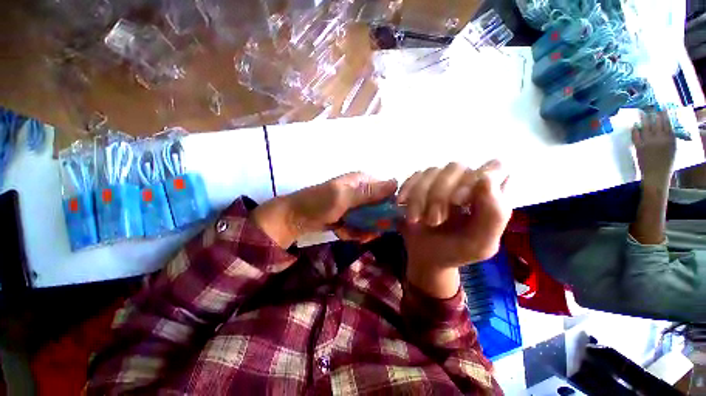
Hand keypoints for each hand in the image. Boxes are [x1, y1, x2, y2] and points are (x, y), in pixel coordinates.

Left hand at [252, 173, 397, 246]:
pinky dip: (353, 231)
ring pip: (370, 220)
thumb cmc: (319, 204)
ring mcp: (355, 204)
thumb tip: (397, 182)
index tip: (383, 222)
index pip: (387, 192)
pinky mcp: (350, 215)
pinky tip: (342, 231)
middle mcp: (361, 191)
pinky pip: (360, 225)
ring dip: (362, 229)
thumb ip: (369, 193)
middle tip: (364, 233)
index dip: (388, 208)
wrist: (296, 218)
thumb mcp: (344, 197)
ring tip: (348, 232)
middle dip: (372, 223)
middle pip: (379, 209)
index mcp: (362, 181)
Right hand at [398, 161, 511, 297]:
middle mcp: (466, 181)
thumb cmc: (455, 251)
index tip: (458, 201)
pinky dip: (407, 190)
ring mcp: (442, 179)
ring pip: (432, 172)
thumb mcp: (480, 244)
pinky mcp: (421, 182)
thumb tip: (486, 179)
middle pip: (455, 168)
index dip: (476, 178)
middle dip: (439, 195)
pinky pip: (413, 176)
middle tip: (433, 221)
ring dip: (420, 197)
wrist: (426, 255)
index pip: (494, 167)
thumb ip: (494, 216)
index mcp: (489, 195)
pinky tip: (402, 204)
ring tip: (415, 219)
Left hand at [633, 111, 675, 188]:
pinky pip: (636, 136)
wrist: (656, 175)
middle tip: (650, 106)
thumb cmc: (666, 163)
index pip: (667, 123)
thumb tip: (667, 128)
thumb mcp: (673, 149)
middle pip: (656, 122)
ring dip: (643, 118)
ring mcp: (649, 142)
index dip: (664, 114)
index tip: (662, 107)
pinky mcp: (639, 147)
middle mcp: (660, 139)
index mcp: (670, 139)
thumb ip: (670, 138)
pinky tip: (634, 125)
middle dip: (653, 113)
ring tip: (641, 112)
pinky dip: (634, 129)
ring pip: (646, 127)